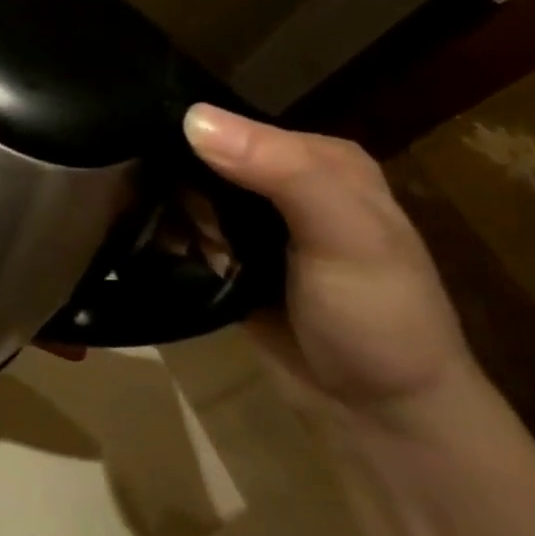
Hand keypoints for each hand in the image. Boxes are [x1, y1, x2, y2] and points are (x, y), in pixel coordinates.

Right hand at [184, 106, 476, 420]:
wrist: (381, 417)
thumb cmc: (379, 319)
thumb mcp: (345, 236)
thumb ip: (281, 172)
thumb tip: (193, 117)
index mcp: (318, 157)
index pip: (235, 123)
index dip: (191, 138)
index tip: (153, 163)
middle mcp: (283, 181)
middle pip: (202, 156)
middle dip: (177, 183)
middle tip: (175, 217)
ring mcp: (254, 222)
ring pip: (185, 193)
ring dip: (171, 215)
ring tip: (176, 241)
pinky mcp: (230, 257)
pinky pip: (183, 230)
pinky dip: (169, 237)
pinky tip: (165, 250)